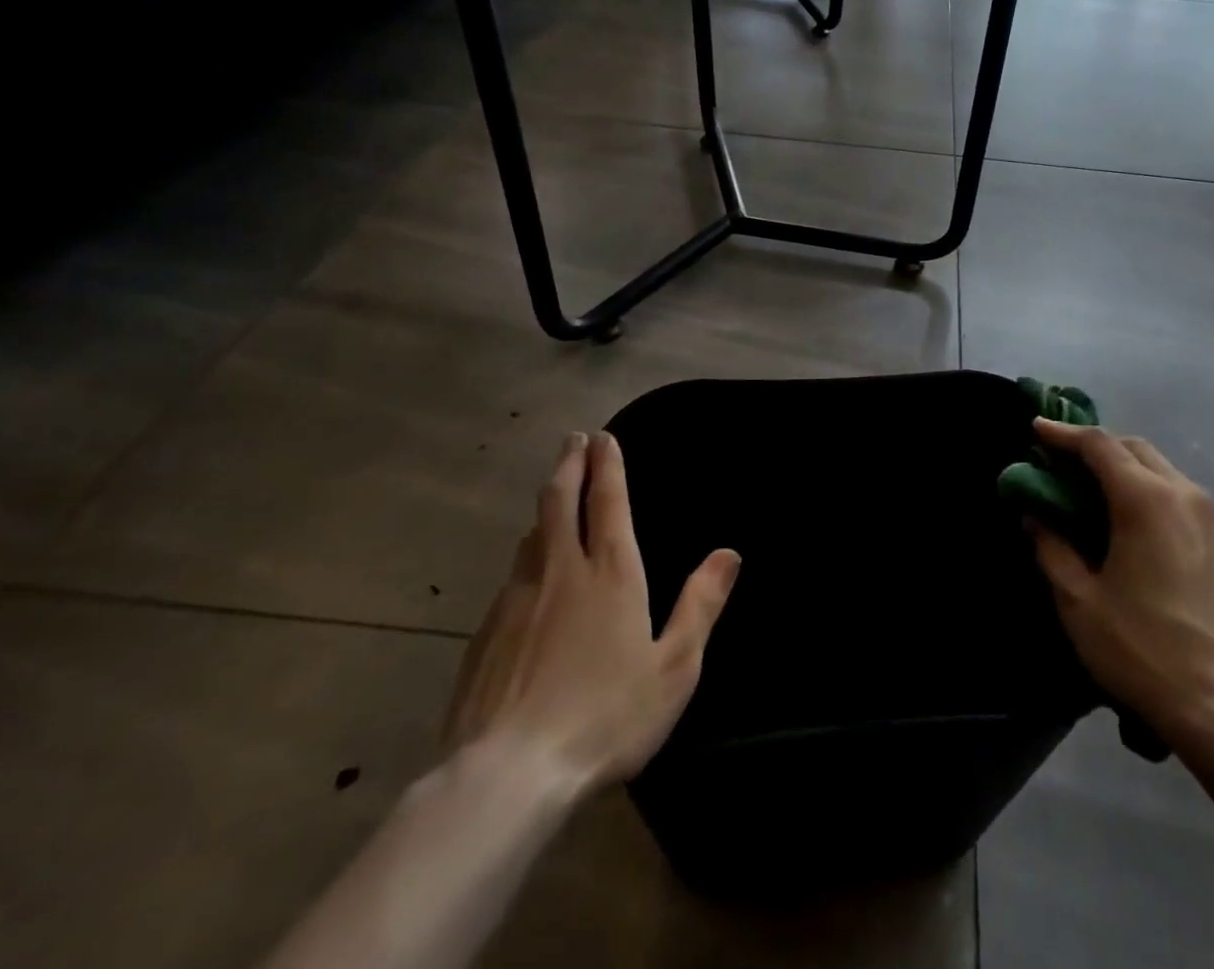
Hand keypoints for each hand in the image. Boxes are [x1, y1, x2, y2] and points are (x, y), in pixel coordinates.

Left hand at [443, 431, 739, 791]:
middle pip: (559, 501)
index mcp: (611, 573)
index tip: (603, 437)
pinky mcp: (484, 634)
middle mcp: (561, 571)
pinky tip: (527, 572)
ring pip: (531, 536)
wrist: (506, 776)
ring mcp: (516, 600)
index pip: (607, 501)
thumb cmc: (605, 717)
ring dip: (545, 506)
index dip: (607, 465)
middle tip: (572, 439)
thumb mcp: (674, 667)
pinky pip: (511, 577)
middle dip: (568, 464)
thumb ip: (701, 605)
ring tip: (553, 495)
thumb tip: (728, 553)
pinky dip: (526, 555)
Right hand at [1027, 420, 1213, 751]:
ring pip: (1163, 470)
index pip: (1099, 445)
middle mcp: (1185, 495)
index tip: (1035, 429)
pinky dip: (1154, 493)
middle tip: (1062, 461)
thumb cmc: (1142, 650)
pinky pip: (1185, 498)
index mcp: (1145, 500)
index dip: (1063, 433)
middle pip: (1135, 448)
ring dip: (1127, 468)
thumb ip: (1051, 548)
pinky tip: (1139, 524)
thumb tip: (1034, 516)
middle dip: (1096, 446)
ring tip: (1096, 490)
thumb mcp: (1078, 600)